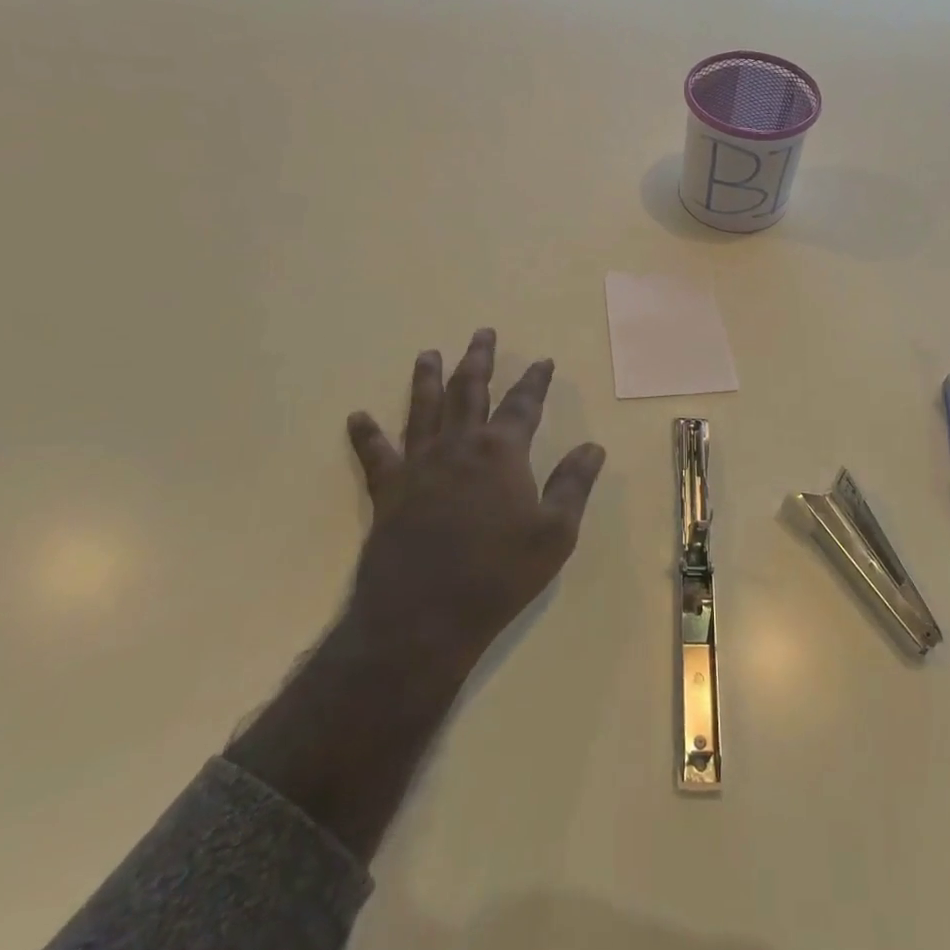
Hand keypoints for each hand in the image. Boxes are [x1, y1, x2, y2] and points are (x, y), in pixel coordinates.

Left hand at [344, 328, 607, 677]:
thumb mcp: (555, 533)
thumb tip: (593, 447)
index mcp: (501, 451)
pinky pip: (376, 455)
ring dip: (427, 379)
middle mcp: (459, 445)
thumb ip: (574, 484)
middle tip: (481, 332)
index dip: (535, 380)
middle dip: (478, 359)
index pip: (523, 404)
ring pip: (423, 409)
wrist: (423, 617)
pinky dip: (366, 435)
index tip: (543, 360)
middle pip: (469, 390)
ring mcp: (419, 465)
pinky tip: (357, 417)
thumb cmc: (498, 574)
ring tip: (428, 354)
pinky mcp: (389, 491)